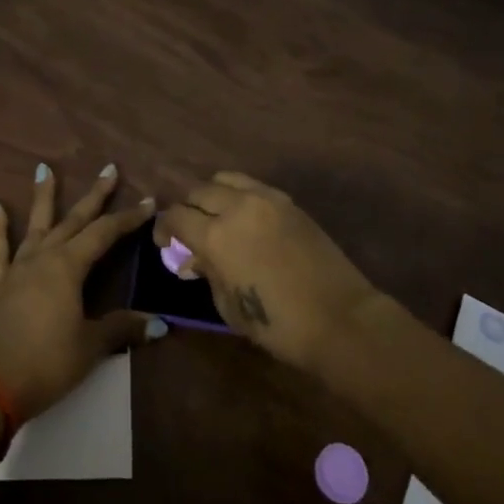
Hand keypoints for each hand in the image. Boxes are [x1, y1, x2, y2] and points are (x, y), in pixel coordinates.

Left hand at [0, 162, 161, 419]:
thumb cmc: (49, 362)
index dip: (128, 218)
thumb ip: (122, 328)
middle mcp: (44, 257)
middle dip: (95, 195)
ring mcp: (18, 268)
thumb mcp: (91, 345)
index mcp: (69, 266)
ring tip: (43, 168)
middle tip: (108, 169)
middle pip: (74, 220)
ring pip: (36, 225)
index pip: (105, 234)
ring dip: (43, 197)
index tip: (149, 202)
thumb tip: (159, 324)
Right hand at [158, 171, 381, 370]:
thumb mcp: (228, 305)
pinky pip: (252, 185)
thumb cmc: (278, 324)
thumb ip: (208, 273)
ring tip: (215, 215)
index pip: (176, 217)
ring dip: (212, 195)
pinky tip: (243, 216)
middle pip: (198, 192)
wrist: (339, 318)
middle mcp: (236, 207)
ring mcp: (265, 199)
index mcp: (216, 236)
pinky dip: (239, 194)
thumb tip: (194, 258)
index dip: (164, 228)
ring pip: (225, 179)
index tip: (164, 242)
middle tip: (188, 229)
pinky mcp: (288, 202)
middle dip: (187, 209)